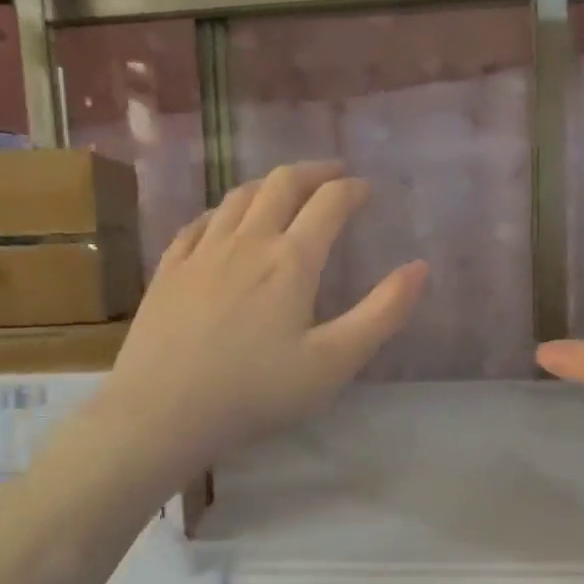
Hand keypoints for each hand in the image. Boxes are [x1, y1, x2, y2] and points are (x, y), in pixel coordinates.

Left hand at [102, 161, 427, 472]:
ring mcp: (201, 252)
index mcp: (291, 260)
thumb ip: (382, 313)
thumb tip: (420, 267)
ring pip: (238, 197)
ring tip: (284, 191)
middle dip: (313, 172)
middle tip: (332, 175)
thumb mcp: (333, 361)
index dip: (352, 190)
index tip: (366, 190)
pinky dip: (221, 211)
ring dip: (268, 185)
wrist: (163, 411)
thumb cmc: (255, 391)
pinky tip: (222, 221)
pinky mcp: (169, 270)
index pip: (329, 203)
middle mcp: (246, 241)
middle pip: (281, 183)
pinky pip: (198, 223)